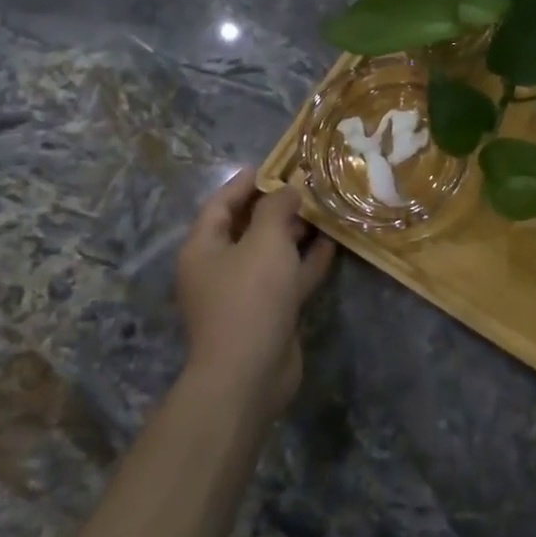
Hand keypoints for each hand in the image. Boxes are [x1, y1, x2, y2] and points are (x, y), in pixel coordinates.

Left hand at [174, 168, 334, 418]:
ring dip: (295, 232)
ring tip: (325, 209)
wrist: (250, 372)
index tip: (276, 164)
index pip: (221, 203)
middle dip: (277, 205)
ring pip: (270, 252)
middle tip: (309, 185)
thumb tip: (286, 190)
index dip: (246, 182)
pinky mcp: (267, 312)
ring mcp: (243, 292)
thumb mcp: (265, 240)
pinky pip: (287, 277)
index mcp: (204, 247)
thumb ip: (277, 208)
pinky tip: (332, 245)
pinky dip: (306, 261)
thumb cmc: (250, 296)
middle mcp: (219, 267)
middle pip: (247, 226)